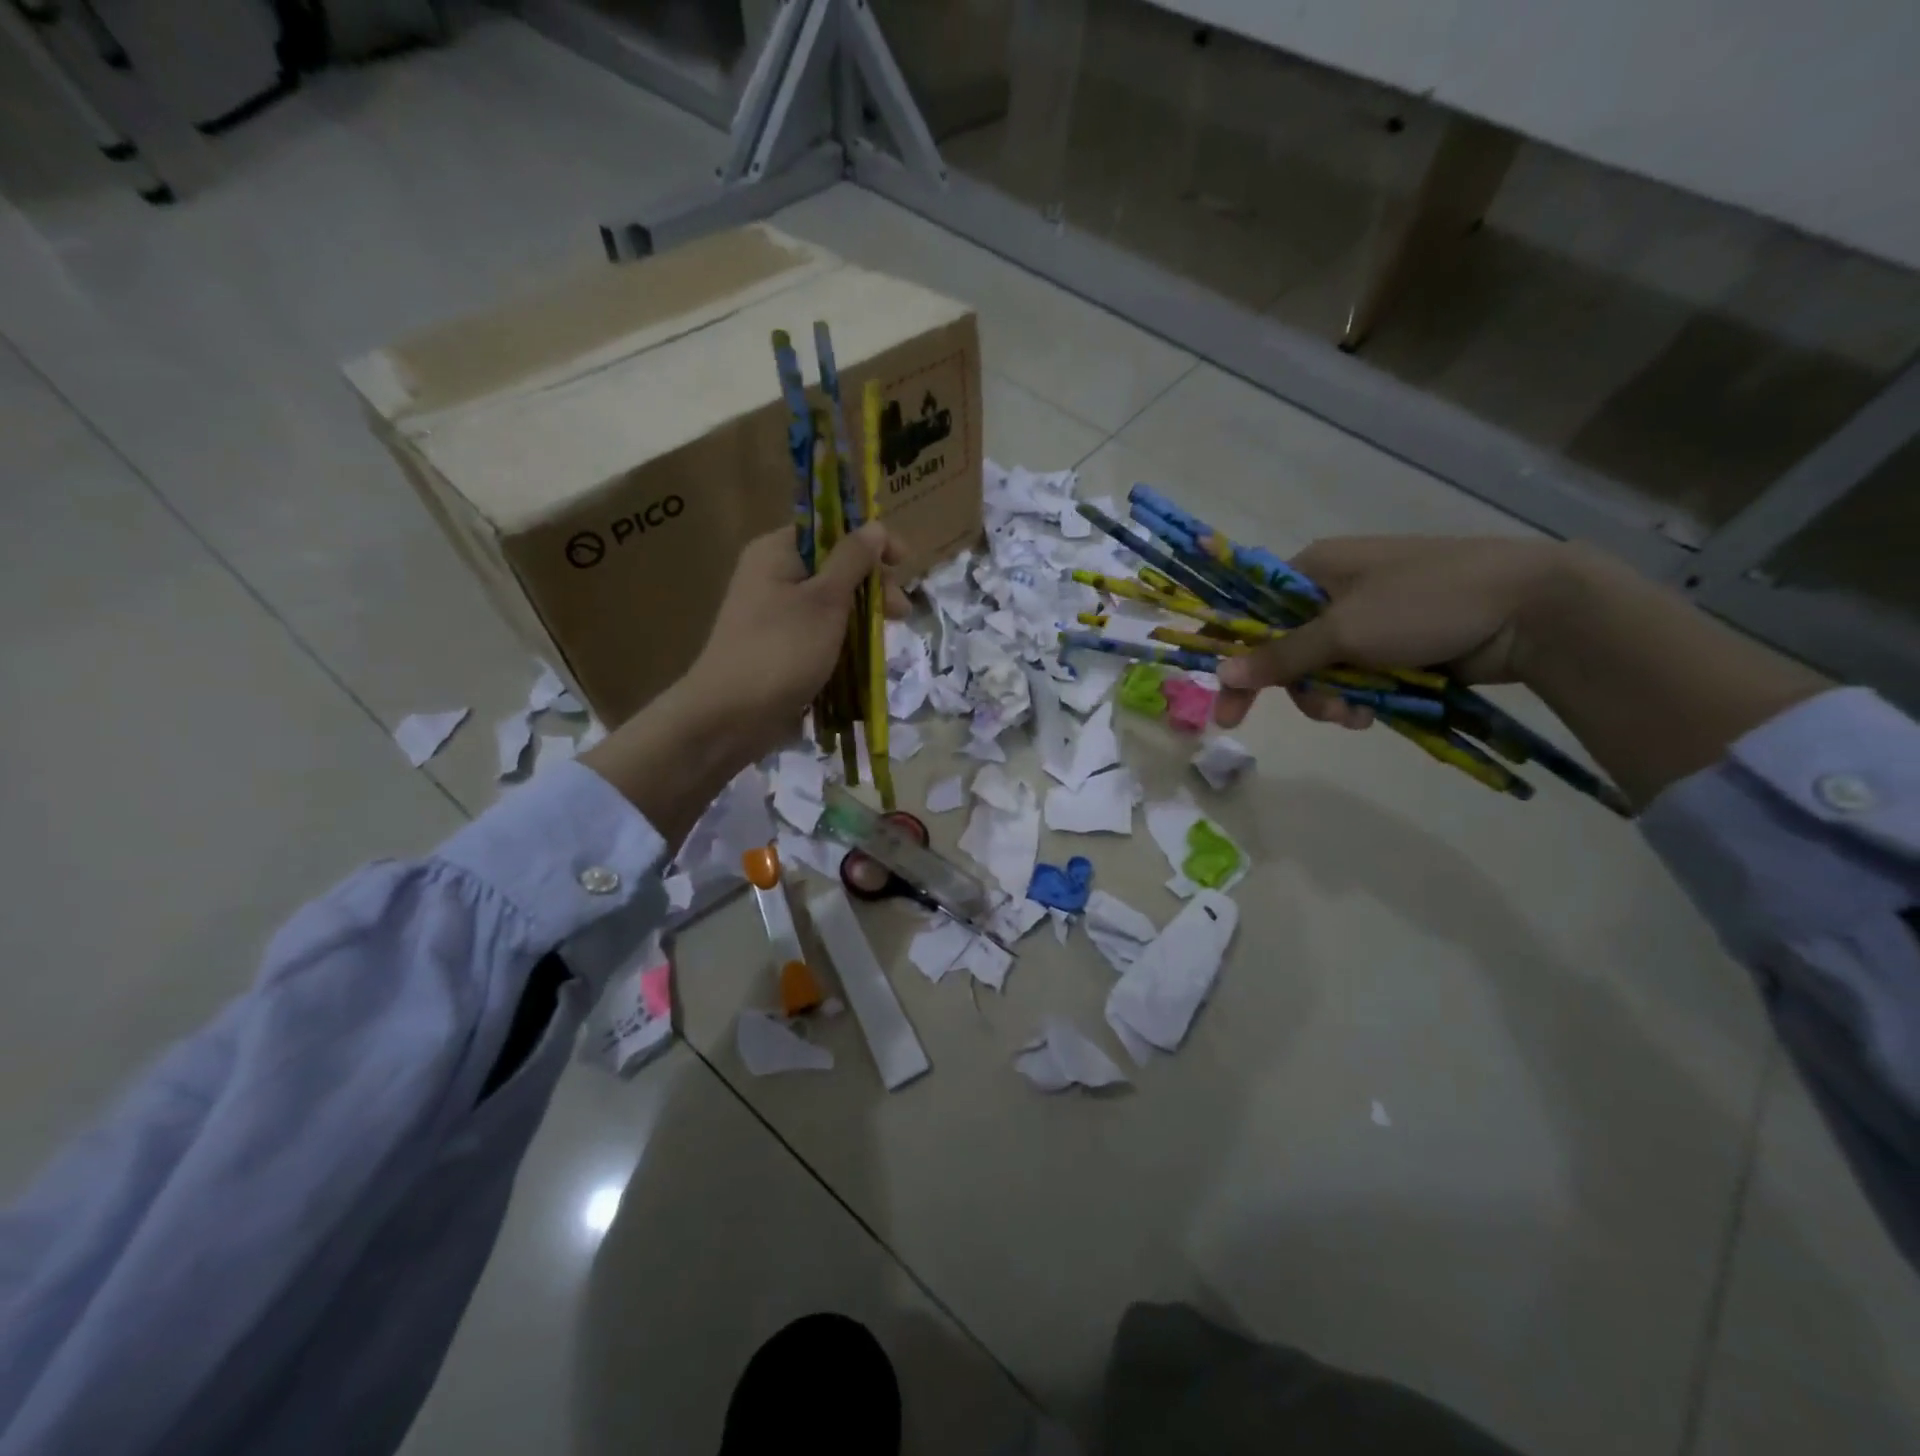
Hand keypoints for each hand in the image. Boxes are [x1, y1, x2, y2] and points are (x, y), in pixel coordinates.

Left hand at [682, 522, 910, 763]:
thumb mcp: (825, 600)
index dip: (869, 541)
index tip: (902, 562)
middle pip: (835, 567)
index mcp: (777, 552)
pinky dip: (844, 641)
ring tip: (886, 639)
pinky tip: (864, 657)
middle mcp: (773, 576)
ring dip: (862, 617)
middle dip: (872, 586)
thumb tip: (874, 526)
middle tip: (900, 613)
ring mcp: (775, 615)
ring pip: (831, 604)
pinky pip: (820, 633)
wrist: (731, 717)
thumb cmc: (782, 650)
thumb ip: (853, 560)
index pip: (830, 529)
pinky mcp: (781, 648)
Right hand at [1213, 536, 1566, 729]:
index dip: (1237, 655)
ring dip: (1330, 698)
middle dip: (1296, 686)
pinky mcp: (1395, 647)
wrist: (1530, 609)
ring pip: (1321, 671)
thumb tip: (1220, 673)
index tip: (1226, 699)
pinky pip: (1355, 680)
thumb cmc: (1424, 602)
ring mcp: (1367, 621)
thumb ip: (1280, 656)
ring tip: (1354, 714)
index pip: (1254, 612)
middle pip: (1286, 649)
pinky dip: (1358, 699)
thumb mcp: (1344, 630)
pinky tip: (1372, 714)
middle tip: (1312, 714)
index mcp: (1315, 568)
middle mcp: (1334, 592)